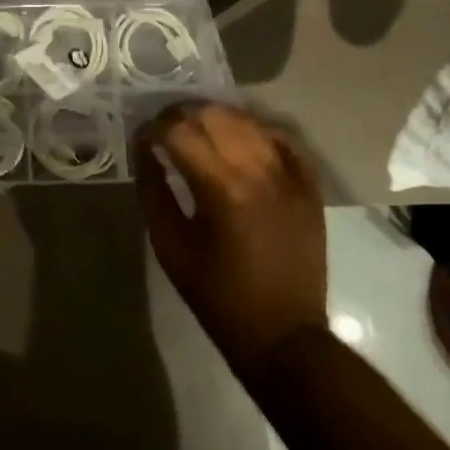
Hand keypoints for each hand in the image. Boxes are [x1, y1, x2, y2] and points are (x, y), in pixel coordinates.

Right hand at [136, 103, 326, 370]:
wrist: (282, 334)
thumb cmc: (216, 294)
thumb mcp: (169, 245)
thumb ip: (152, 190)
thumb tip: (143, 149)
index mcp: (221, 187)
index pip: (179, 131)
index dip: (153, 128)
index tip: (141, 138)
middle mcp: (259, 170)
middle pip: (214, 115)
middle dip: (181, 115)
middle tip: (164, 130)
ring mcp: (290, 175)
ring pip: (248, 120)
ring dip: (216, 118)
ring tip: (197, 131)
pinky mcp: (308, 186)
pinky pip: (282, 138)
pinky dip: (255, 130)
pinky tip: (238, 139)